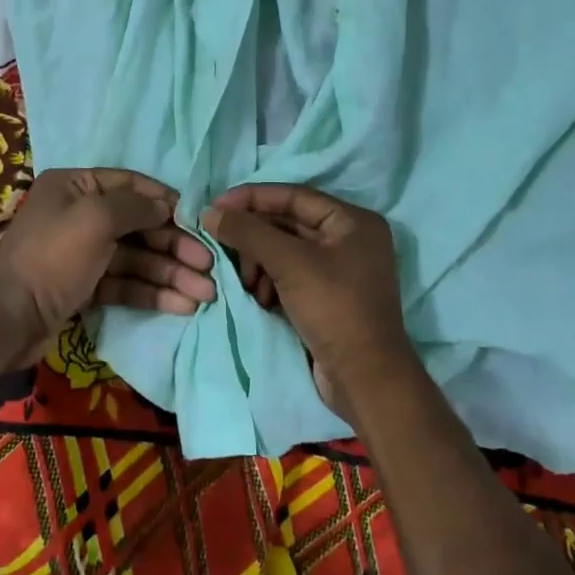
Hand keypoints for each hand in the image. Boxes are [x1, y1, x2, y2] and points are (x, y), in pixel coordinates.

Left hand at [0, 168, 216, 364]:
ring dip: (170, 273)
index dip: (165, 201)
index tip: (198, 219)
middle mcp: (78, 214)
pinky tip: (181, 305)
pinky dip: (151, 292)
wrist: (8, 320)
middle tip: (210, 265)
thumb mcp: (95, 218)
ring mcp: (81, 253)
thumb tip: (165, 205)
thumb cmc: (52, 257)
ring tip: (205, 293)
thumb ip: (135, 207)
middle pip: (137, 225)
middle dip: (175, 245)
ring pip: (135, 258)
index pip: (129, 185)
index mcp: (75, 186)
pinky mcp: (84, 287)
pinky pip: (124, 283)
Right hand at [203, 184, 412, 425]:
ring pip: (286, 250)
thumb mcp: (289, 263)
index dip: (253, 197)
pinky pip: (291, 274)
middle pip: (288, 223)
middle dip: (254, 236)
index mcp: (352, 221)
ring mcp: (340, 270)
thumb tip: (209, 212)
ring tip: (245, 282)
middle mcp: (350, 239)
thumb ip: (248, 232)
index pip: (294, 195)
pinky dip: (270, 280)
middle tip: (223, 248)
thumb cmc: (334, 308)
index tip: (216, 205)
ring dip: (259, 262)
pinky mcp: (328, 296)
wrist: (365, 379)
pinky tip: (258, 296)